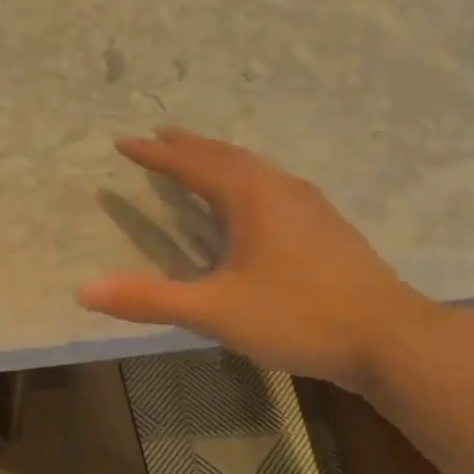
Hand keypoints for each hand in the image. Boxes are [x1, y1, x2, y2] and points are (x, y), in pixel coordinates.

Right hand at [77, 128, 437, 390]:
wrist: (389, 337)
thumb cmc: (298, 316)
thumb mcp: (216, 311)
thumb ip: (151, 300)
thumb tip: (84, 290)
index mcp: (251, 196)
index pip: (192, 164)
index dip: (155, 154)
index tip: (124, 141)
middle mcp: (280, 188)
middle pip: (226, 156)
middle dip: (188, 146)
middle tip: (158, 136)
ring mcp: (310, 205)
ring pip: (254, 169)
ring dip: (219, 161)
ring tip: (196, 162)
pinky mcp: (326, 227)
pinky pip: (272, 187)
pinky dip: (244, 181)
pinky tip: (250, 204)